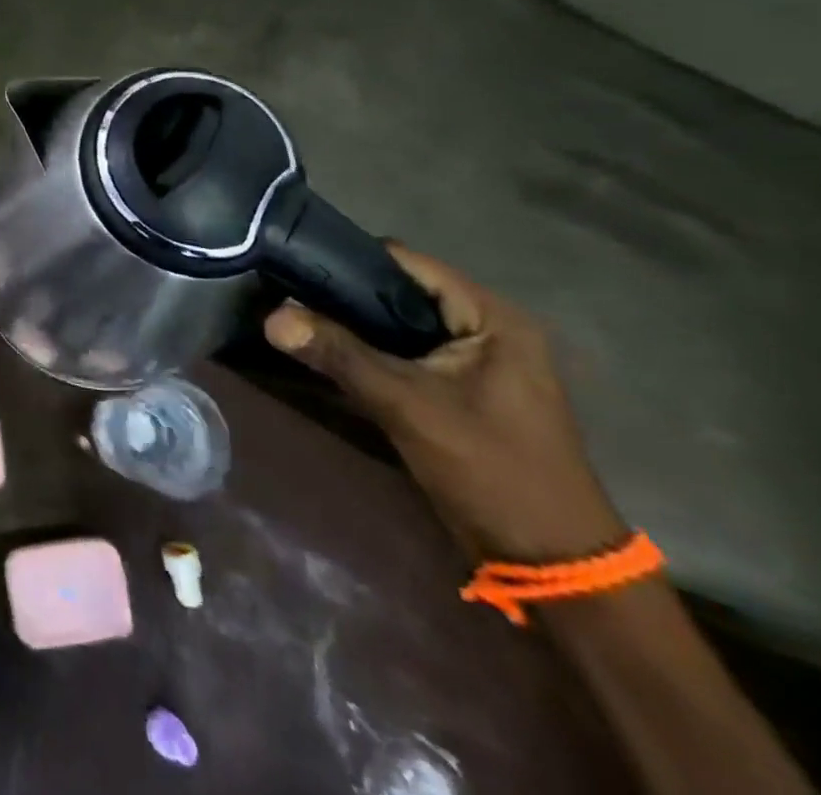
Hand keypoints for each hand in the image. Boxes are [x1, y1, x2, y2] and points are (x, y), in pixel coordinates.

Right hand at [264, 247, 625, 563]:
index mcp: (492, 316)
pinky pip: (405, 350)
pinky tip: (328, 353)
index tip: (295, 266)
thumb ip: (340, 355)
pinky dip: (369, 349)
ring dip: (353, 324)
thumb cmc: (491, 470)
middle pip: (399, 289)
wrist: (549, 561)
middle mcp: (487, 326)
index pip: (406, 261)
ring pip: (398, 322)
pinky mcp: (461, 386)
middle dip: (344, 293)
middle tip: (288, 296)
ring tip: (298, 320)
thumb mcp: (407, 406)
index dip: (348, 258)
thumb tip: (271, 317)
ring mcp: (476, 358)